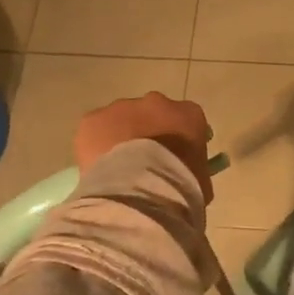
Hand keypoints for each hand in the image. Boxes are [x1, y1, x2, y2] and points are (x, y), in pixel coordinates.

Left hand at [75, 92, 214, 200]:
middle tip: (143, 163)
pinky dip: (95, 145)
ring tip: (117, 170)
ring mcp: (122, 107)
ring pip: (120, 119)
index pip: (187, 120)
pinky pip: (95, 129)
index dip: (178, 139)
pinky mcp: (93, 119)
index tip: (174, 158)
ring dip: (120, 137)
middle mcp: (156, 102)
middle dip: (148, 133)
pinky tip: (99, 168)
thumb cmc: (179, 188)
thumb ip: (193, 169)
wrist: (140, 192)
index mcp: (189, 115)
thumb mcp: (199, 182)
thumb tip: (183, 176)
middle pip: (151, 114)